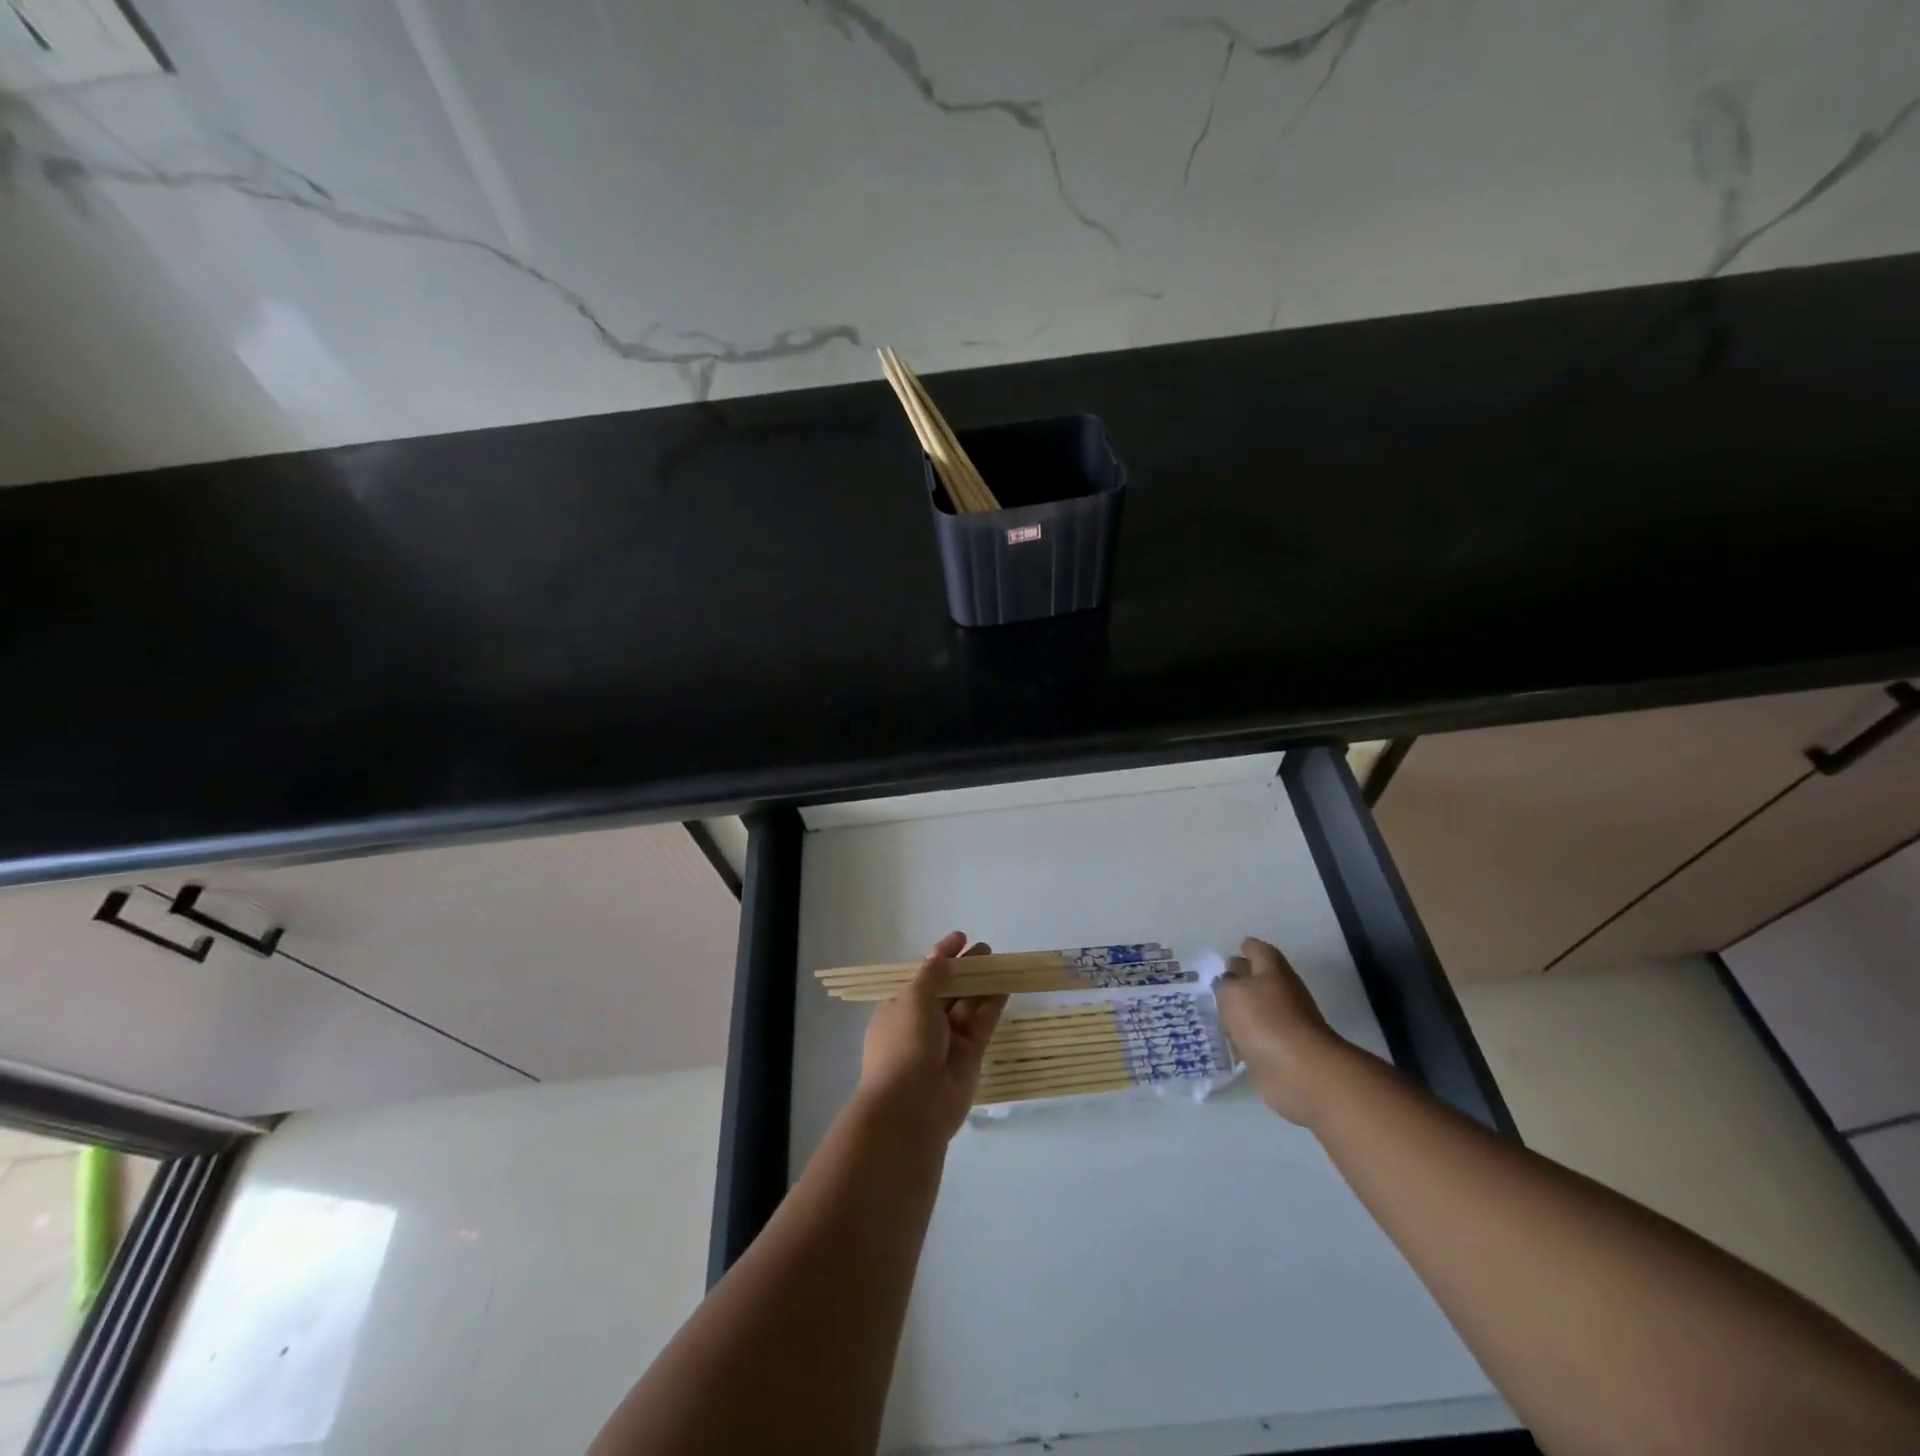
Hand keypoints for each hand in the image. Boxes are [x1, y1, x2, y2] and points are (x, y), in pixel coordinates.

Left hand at [858, 932, 1007, 1141]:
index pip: (923, 975)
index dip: (941, 956)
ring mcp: (947, 1039)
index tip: (960, 938)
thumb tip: (939, 955)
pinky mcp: (970, 1054)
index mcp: (900, 1007)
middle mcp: (923, 1022)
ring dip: (982, 983)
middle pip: (948, 988)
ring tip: (999, 960)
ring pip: (967, 1004)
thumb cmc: (904, 1044)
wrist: (912, 1106)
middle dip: (965, 968)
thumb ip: (932, 976)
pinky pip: (983, 1023)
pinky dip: (993, 1004)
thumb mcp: (913, 999)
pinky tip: (1006, 985)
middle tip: (986, 949)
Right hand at [1214, 936, 1345, 1124]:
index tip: (1228, 952)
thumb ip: (1224, 984)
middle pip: (1257, 979)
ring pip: (1256, 1009)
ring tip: (1213, 1012)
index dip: (1244, 948)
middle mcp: (1281, 992)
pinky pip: (1256, 1037)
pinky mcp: (1281, 1051)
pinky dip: (1243, 1037)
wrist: (1301, 1072)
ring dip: (1239, 1011)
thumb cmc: (1265, 1020)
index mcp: (1273, 970)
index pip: (1257, 950)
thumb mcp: (1232, 993)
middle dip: (1238, 979)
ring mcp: (1284, 1023)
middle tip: (1213, 982)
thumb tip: (1228, 985)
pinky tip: (1225, 1039)